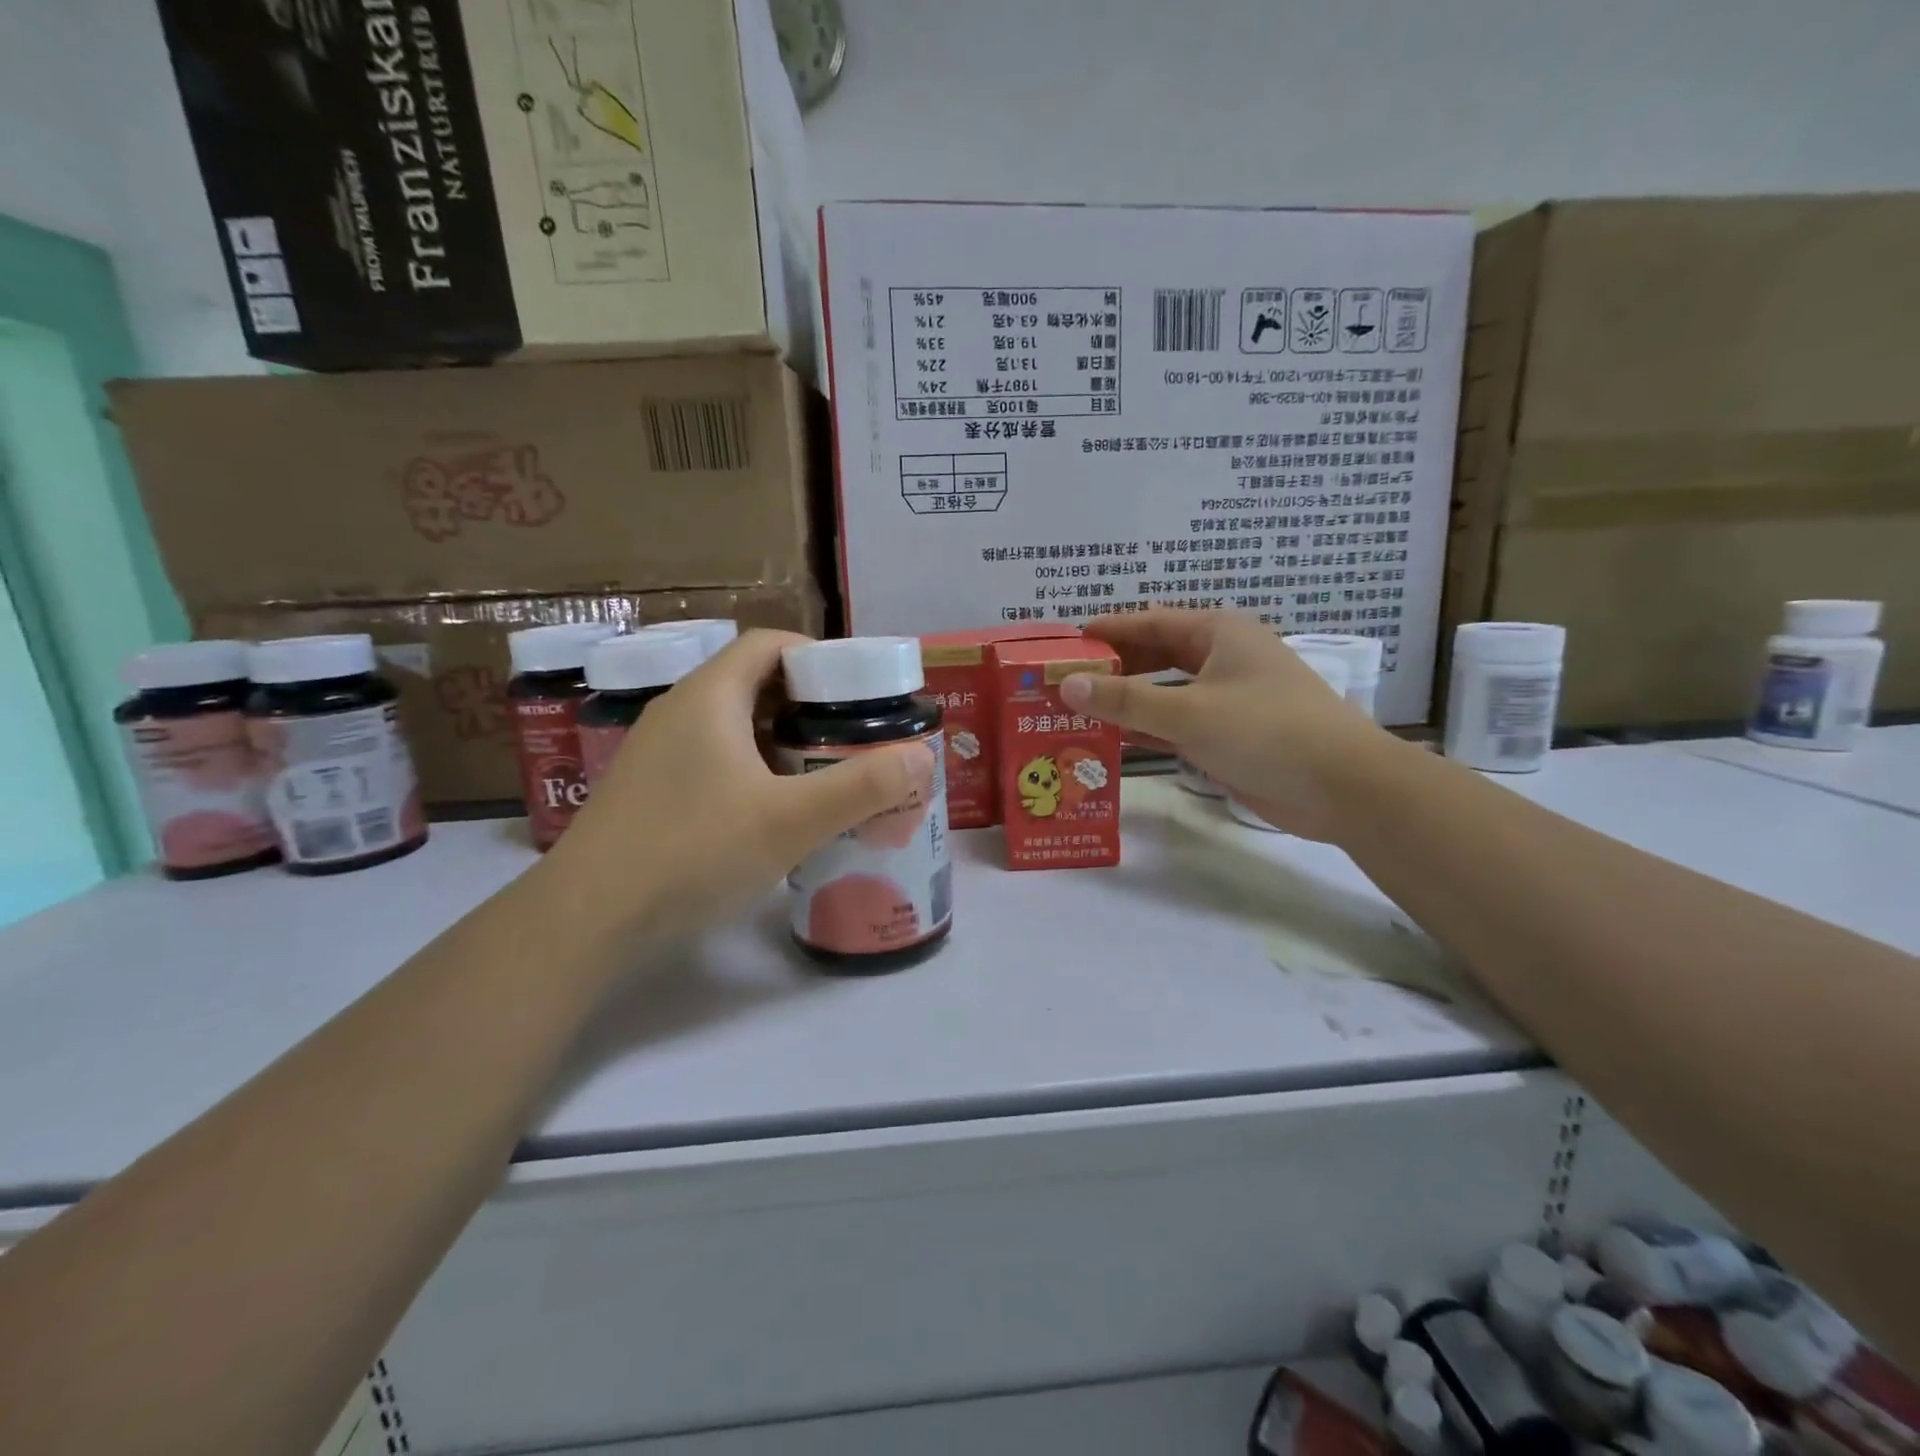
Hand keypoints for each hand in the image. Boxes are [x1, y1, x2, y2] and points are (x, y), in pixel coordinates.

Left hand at [549, 629, 932, 941]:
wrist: (586, 918)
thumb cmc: (693, 851)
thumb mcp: (791, 821)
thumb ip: (862, 787)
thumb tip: (920, 757)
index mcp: (710, 696)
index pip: (769, 645)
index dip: (818, 657)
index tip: (858, 693)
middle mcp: (679, 711)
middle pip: (753, 683)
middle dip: (808, 705)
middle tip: (851, 738)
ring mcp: (656, 752)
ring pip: (732, 726)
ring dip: (780, 741)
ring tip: (822, 774)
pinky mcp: (648, 790)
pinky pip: (712, 759)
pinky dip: (751, 770)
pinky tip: (771, 812)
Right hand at [1063, 609, 1399, 840]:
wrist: (1342, 786)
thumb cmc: (1266, 731)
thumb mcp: (1188, 712)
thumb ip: (1125, 699)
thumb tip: (1066, 684)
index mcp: (1218, 632)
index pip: (1150, 622)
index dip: (1108, 631)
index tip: (1066, 642)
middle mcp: (1223, 657)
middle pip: (1156, 655)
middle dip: (1114, 668)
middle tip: (1066, 682)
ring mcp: (1230, 697)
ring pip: (1166, 692)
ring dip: (1128, 702)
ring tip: (1079, 712)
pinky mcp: (1232, 733)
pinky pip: (1179, 723)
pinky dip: (1149, 729)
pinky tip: (1115, 741)